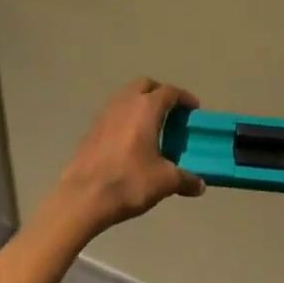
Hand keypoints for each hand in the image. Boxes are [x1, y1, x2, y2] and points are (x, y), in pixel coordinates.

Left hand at [53, 79, 205, 233]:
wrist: (83, 197)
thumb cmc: (129, 182)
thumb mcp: (165, 182)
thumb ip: (185, 179)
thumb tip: (199, 185)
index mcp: (145, 108)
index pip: (169, 92)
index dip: (184, 98)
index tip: (194, 110)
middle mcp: (124, 103)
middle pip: (144, 85)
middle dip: (160, 93)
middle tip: (172, 113)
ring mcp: (104, 114)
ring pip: (126, 97)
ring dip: (140, 104)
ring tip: (152, 126)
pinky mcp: (91, 129)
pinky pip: (114, 113)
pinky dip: (126, 117)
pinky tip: (131, 140)